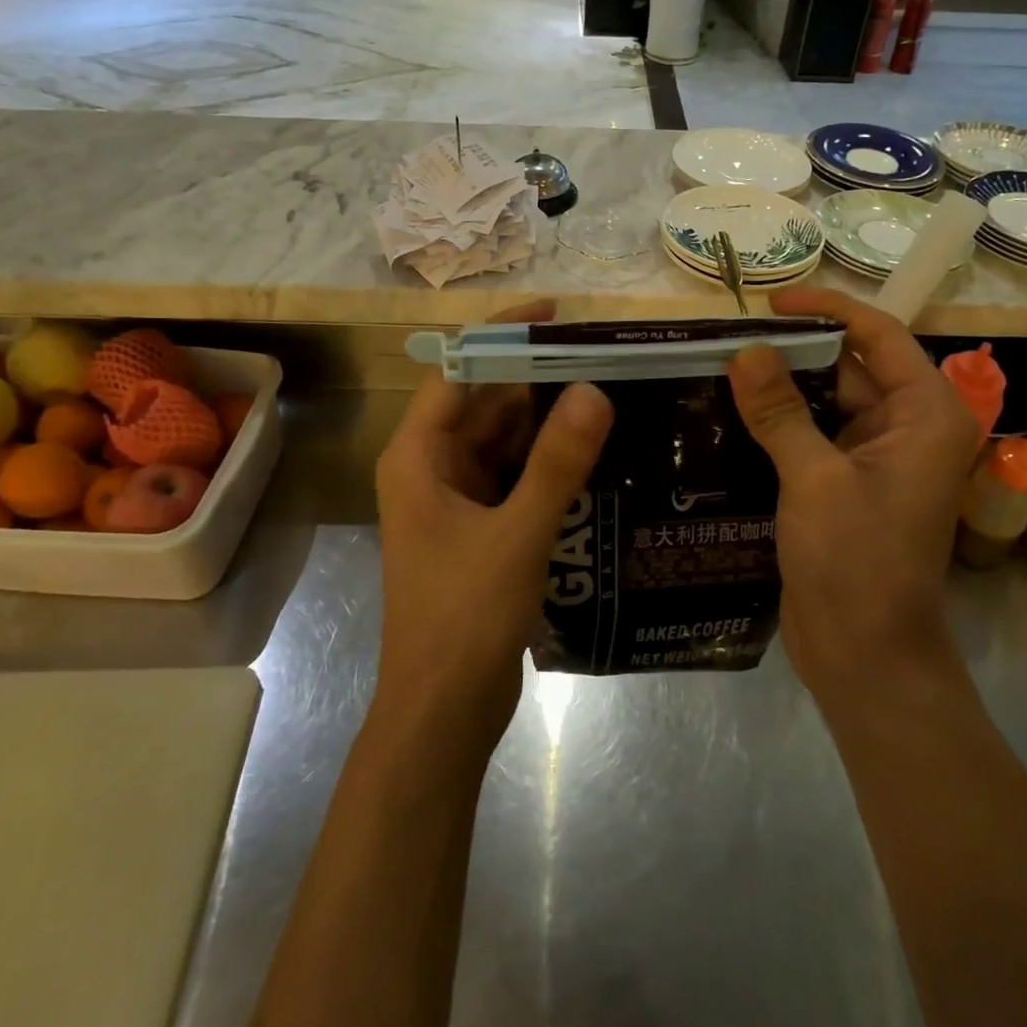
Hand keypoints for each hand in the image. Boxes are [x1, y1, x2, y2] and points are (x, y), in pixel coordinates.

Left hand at [374, 301, 613, 748]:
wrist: (442, 712)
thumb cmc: (464, 618)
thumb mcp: (517, 534)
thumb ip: (556, 462)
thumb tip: (594, 389)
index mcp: (418, 456)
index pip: (458, 370)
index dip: (503, 335)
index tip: (556, 313)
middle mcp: (431, 467)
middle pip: (485, 403)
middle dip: (537, 378)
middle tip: (602, 355)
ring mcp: (455, 499)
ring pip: (504, 441)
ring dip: (547, 420)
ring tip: (609, 391)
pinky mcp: (479, 528)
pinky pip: (515, 476)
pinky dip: (548, 462)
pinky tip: (595, 451)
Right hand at [726, 288, 976, 712]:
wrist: (866, 656)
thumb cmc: (857, 564)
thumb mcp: (814, 479)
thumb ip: (780, 412)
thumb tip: (745, 350)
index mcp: (925, 414)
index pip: (879, 335)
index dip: (827, 310)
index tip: (770, 302)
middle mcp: (907, 427)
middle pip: (849, 366)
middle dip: (793, 350)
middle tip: (728, 335)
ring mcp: (876, 457)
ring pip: (825, 401)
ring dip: (780, 386)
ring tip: (718, 366)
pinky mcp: (846, 482)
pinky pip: (812, 434)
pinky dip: (777, 422)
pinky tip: (728, 413)